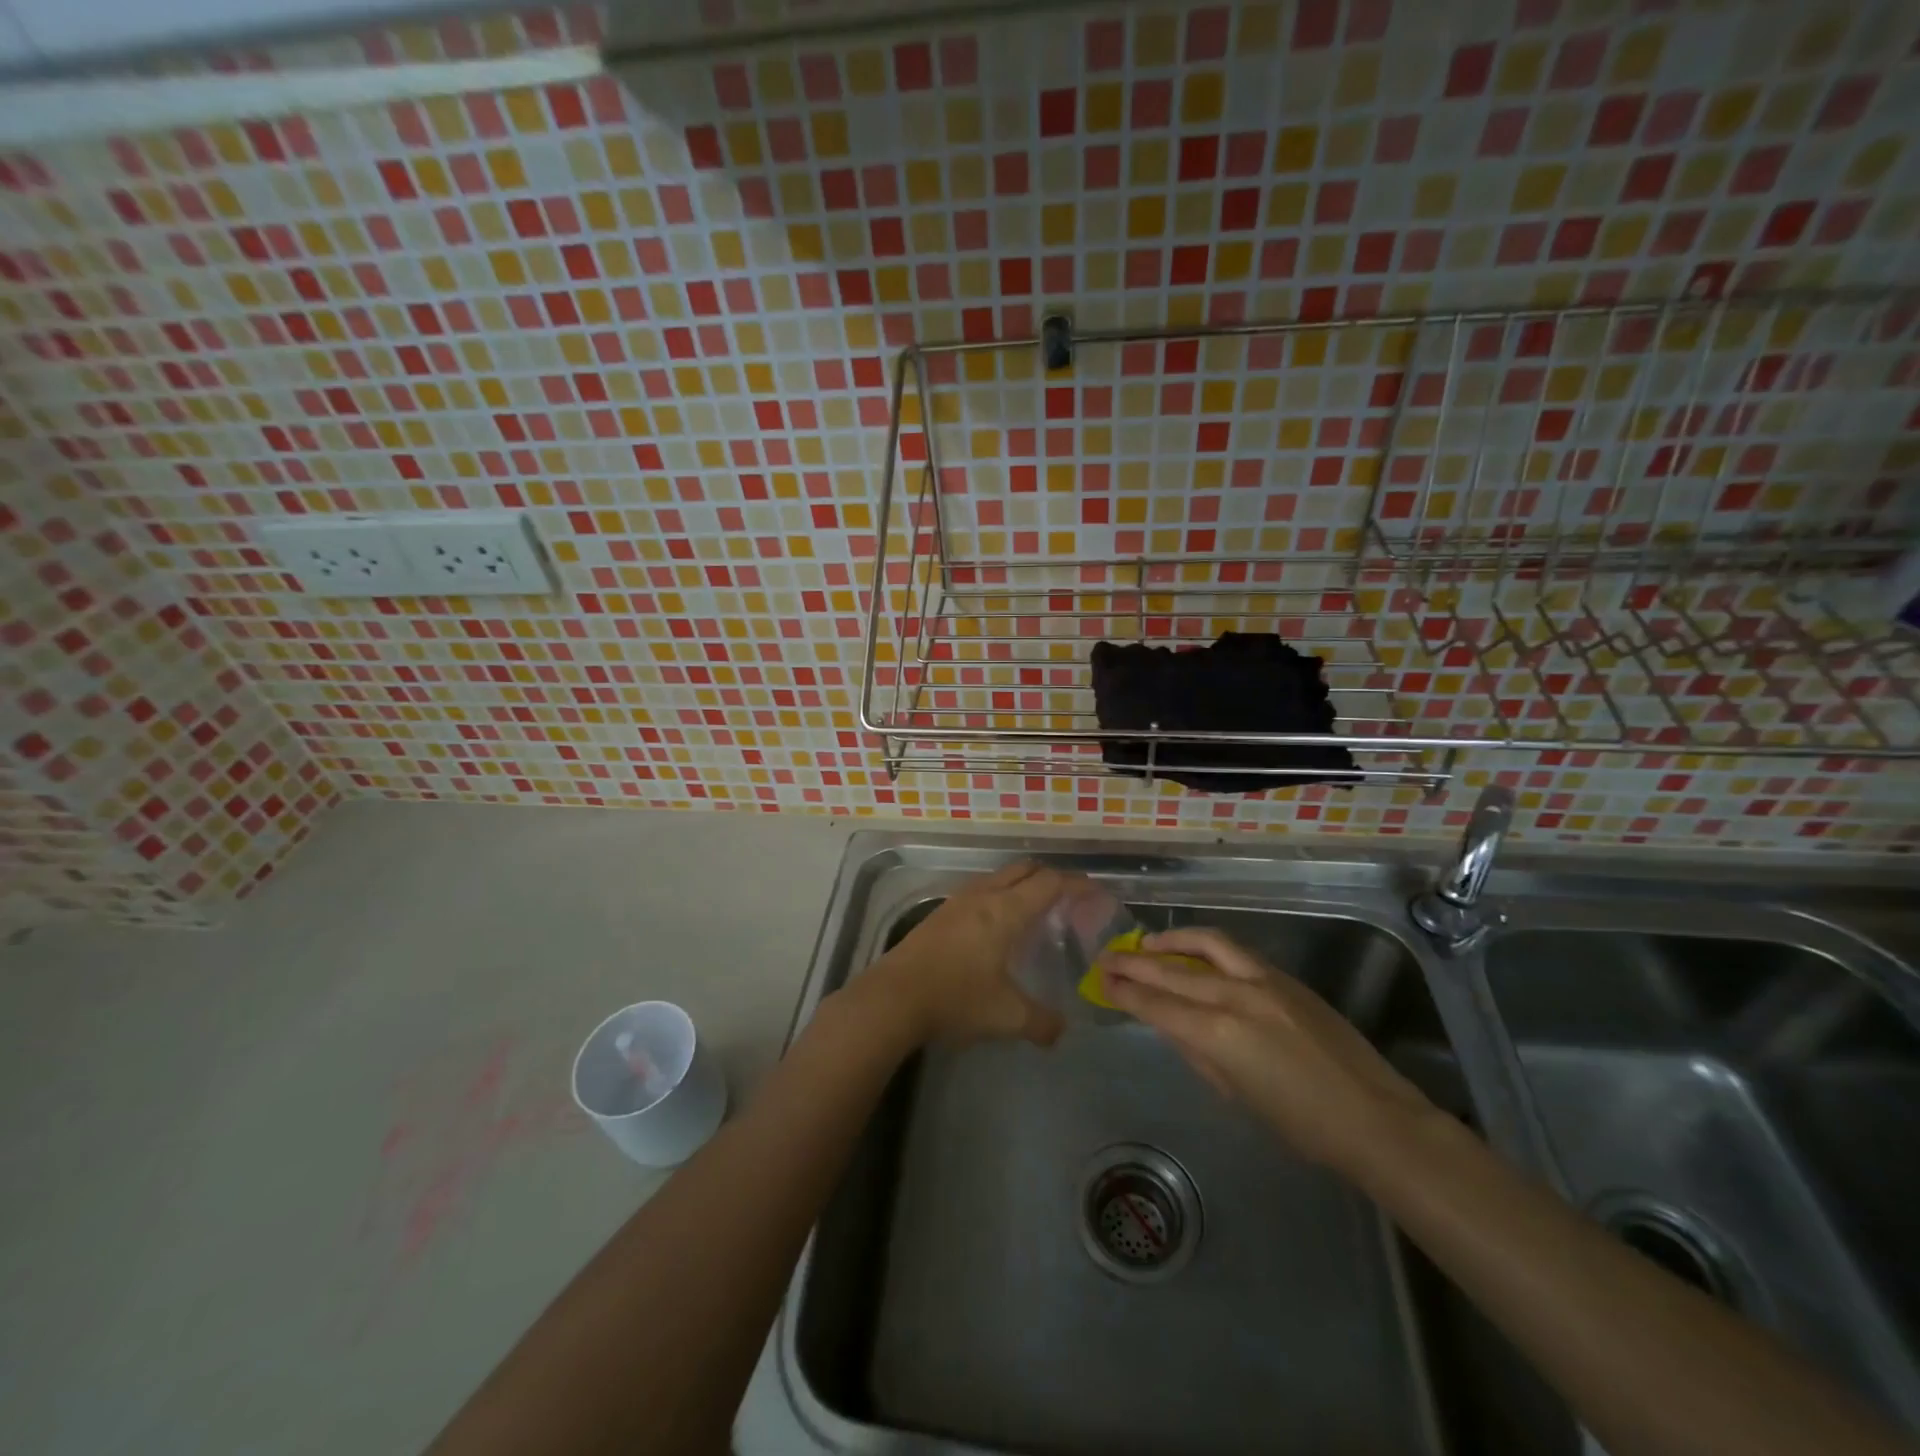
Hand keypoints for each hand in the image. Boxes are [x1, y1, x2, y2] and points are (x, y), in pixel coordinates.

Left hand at [858, 861, 1068, 1047]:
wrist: (893, 998)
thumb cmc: (956, 999)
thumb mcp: (1007, 1016)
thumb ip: (1042, 1023)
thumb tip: (1061, 1030)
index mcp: (1006, 910)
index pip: (1050, 883)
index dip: (1076, 884)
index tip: (1095, 892)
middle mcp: (983, 895)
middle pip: (1024, 870)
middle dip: (1050, 877)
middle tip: (1069, 899)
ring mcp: (957, 901)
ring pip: (998, 877)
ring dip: (1021, 884)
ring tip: (1035, 910)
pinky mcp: (939, 914)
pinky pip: (980, 891)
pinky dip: (999, 896)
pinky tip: (996, 926)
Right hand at [1099, 927, 1434, 1172]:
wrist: (1374, 1117)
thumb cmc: (1301, 1125)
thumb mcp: (1236, 1094)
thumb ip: (1198, 1053)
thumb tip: (1174, 1026)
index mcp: (1218, 1033)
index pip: (1156, 1004)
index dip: (1125, 992)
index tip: (1102, 981)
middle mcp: (1234, 996)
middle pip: (1171, 970)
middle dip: (1134, 963)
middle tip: (1108, 957)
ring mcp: (1262, 980)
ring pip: (1205, 944)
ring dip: (1170, 941)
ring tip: (1146, 943)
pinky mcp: (1285, 977)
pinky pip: (1234, 952)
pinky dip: (1205, 947)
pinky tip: (1194, 952)